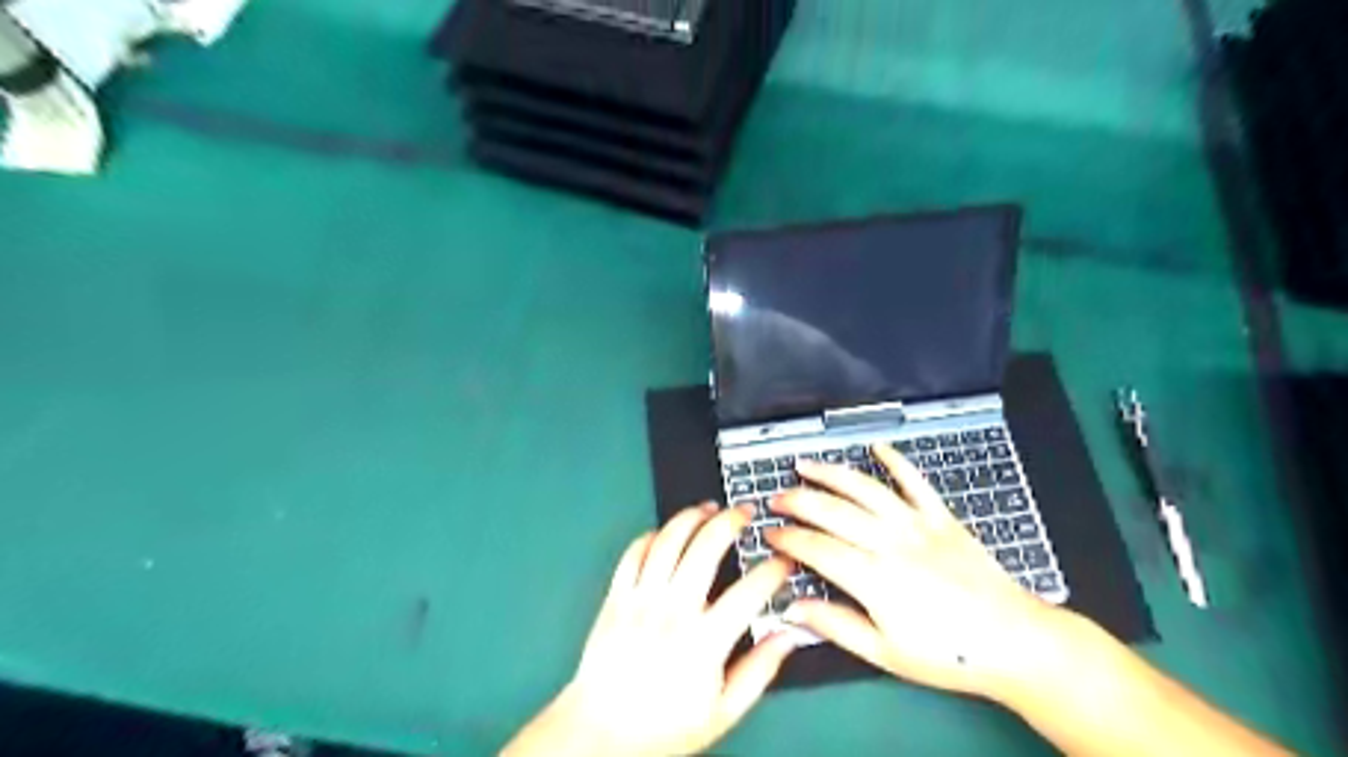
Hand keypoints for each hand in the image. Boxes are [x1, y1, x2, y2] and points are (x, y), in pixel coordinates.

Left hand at [506, 503, 796, 756]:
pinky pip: (634, 552)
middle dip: (731, 521)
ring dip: (692, 517)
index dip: (773, 570)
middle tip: (746, 513)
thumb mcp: (723, 712)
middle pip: (705, 547)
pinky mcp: (616, 597)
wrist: (600, 732)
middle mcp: (672, 613)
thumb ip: (759, 671)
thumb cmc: (662, 727)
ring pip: (668, 540)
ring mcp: (640, 600)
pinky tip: (667, 533)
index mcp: (703, 643)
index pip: (749, 592)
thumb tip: (787, 636)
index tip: (783, 562)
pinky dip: (652, 536)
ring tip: (709, 508)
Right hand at [769, 447, 1075, 700]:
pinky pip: (915, 481)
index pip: (816, 548)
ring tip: (805, 465)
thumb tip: (792, 610)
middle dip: (797, 501)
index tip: (770, 535)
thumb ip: (835, 625)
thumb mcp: (884, 653)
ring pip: (865, 489)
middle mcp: (890, 543)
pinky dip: (895, 460)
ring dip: (831, 473)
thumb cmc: (947, 654)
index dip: (788, 539)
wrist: (1013, 641)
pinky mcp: (941, 517)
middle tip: (776, 499)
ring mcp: (917, 525)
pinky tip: (876, 446)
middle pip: (832, 511)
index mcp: (873, 579)